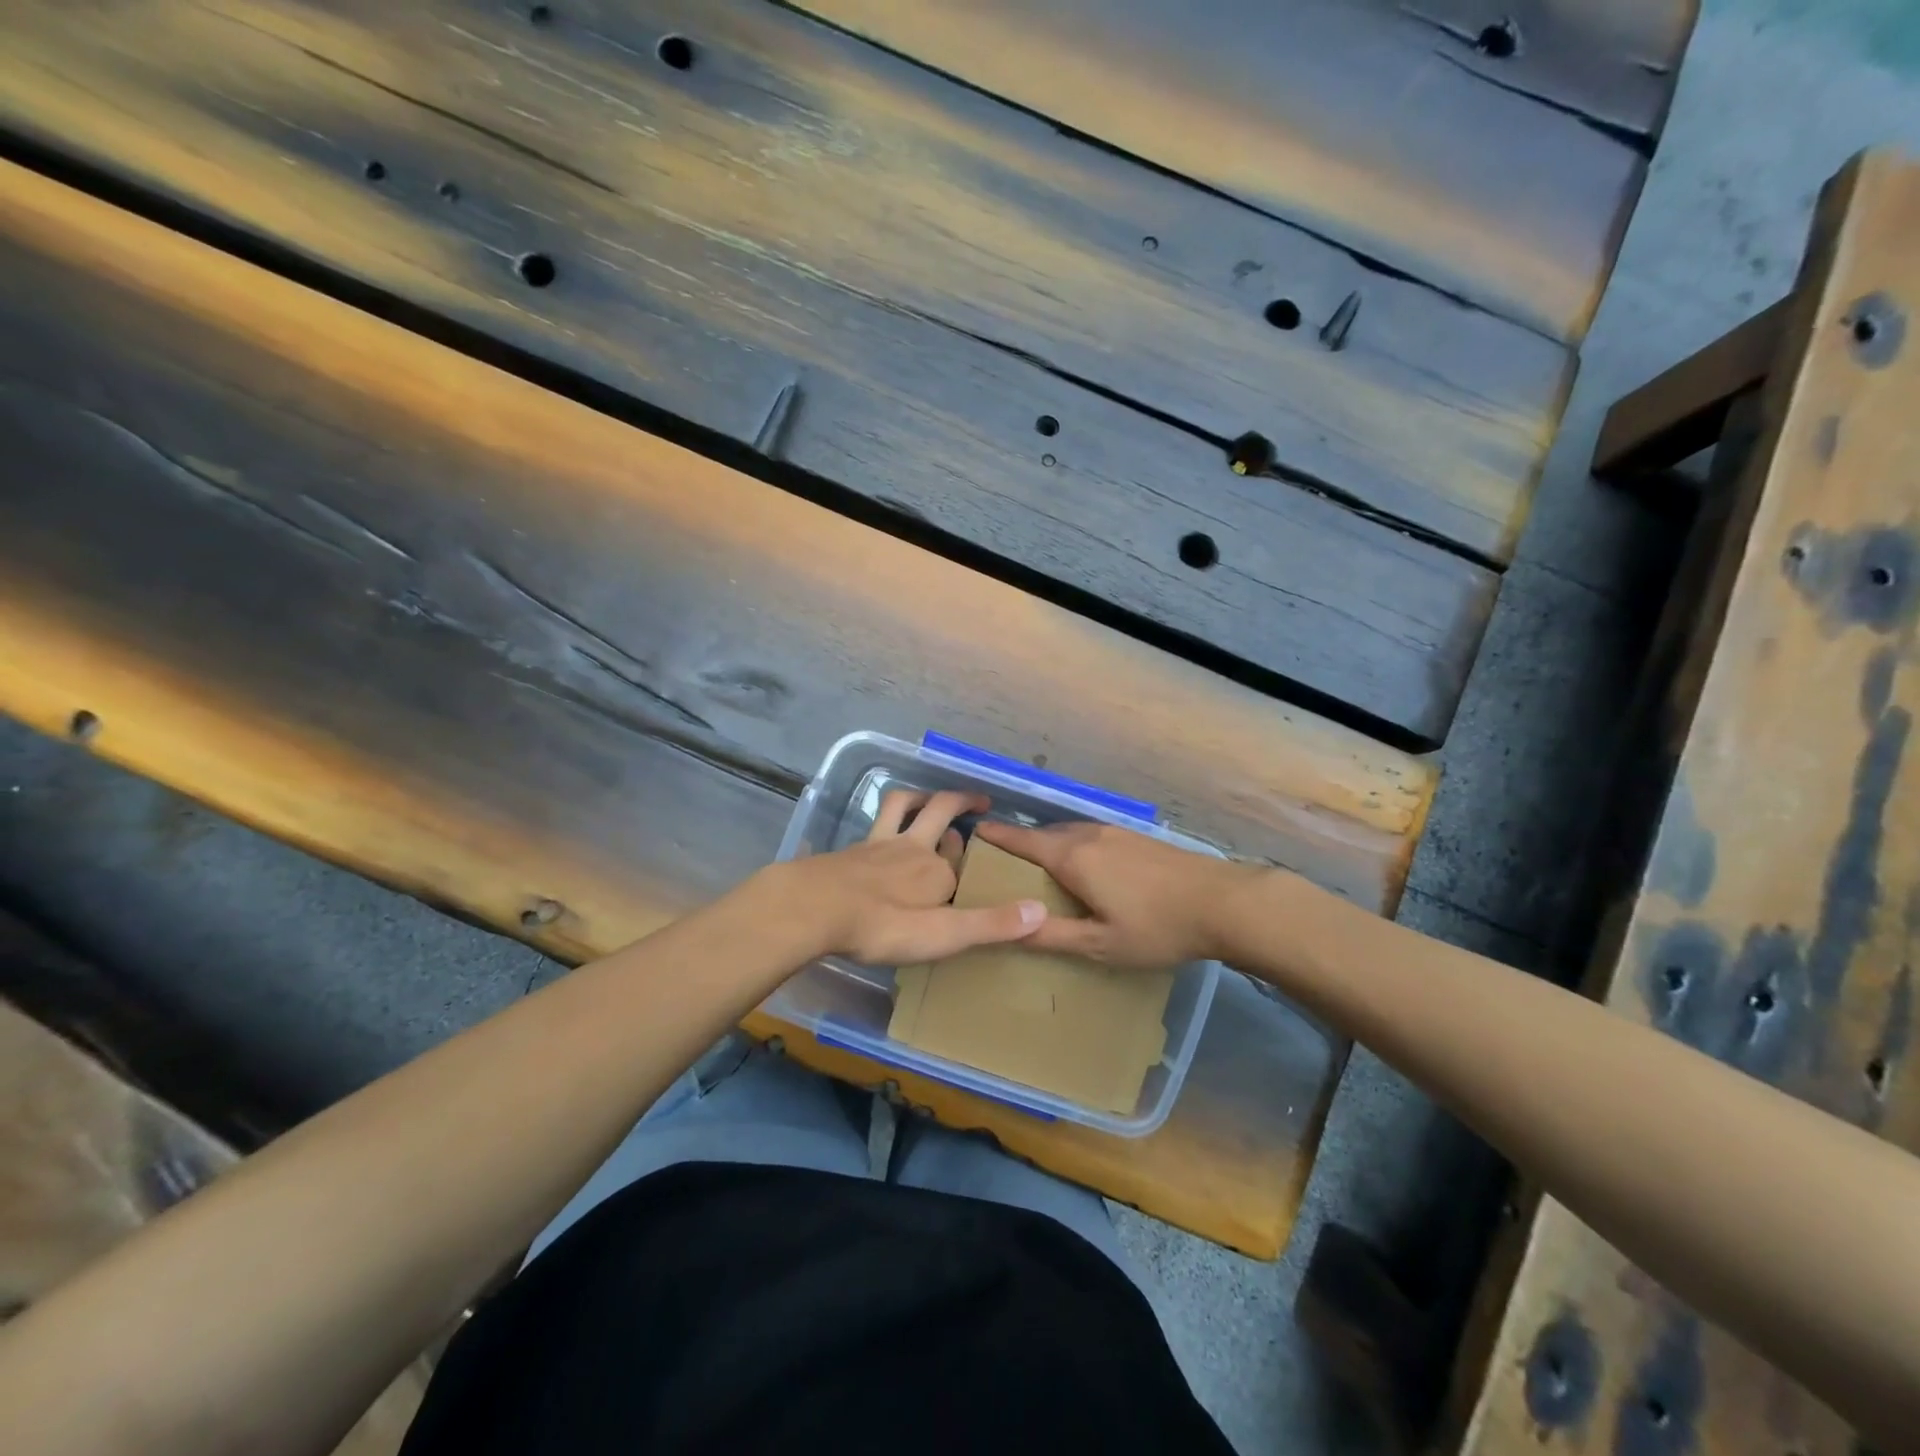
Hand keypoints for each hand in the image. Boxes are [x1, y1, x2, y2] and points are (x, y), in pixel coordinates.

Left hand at [782, 790, 1046, 964]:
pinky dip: (885, 817)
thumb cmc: (882, 926)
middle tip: (978, 802)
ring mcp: (879, 845)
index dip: (974, 856)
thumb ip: (990, 924)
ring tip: (929, 798)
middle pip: (940, 812)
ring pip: (903, 807)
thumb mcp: (943, 934)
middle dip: (961, 803)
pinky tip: (878, 831)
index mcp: (938, 872)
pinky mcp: (852, 849)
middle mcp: (913, 849)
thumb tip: (1042, 912)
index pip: (962, 860)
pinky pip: (874, 823)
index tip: (985, 857)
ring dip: (920, 797)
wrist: (815, 908)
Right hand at [972, 819, 1264, 971]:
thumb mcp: (1099, 944)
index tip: (973, 833)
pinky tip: (1083, 868)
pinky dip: (1073, 847)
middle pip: (1043, 835)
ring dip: (1049, 845)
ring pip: (1069, 834)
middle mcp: (1089, 835)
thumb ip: (1052, 937)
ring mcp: (1116, 833)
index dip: (996, 836)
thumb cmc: (1156, 927)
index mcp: (1072, 857)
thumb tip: (1007, 930)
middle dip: (1020, 845)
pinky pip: (1090, 836)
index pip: (1022, 840)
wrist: (1223, 902)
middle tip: (1001, 865)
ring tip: (1038, 868)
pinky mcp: (1137, 838)